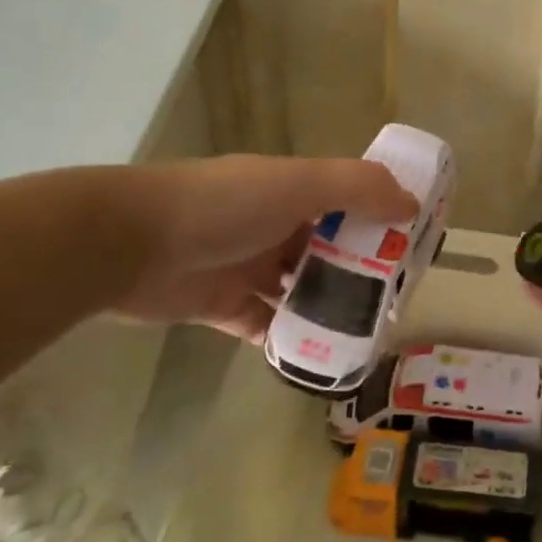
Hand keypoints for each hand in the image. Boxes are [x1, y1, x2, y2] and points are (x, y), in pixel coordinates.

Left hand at [105, 155, 416, 337]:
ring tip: (367, 333)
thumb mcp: (298, 184)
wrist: (128, 244)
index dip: (380, 219)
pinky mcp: (222, 306)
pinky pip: (265, 325)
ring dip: (328, 308)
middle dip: (360, 271)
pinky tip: (319, 357)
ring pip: (299, 289)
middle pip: (328, 248)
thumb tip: (411, 203)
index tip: (413, 244)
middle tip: (395, 299)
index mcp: (290, 191)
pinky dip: (288, 339)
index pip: (347, 201)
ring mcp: (246, 267)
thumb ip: (357, 187)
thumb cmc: (223, 206)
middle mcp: (272, 225)